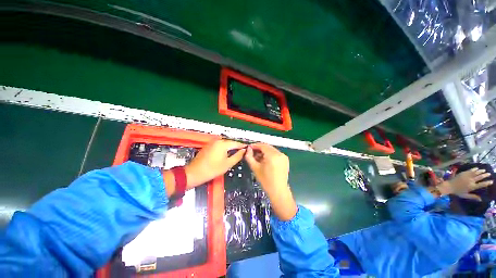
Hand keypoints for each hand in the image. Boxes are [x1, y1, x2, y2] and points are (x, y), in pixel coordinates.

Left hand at [185, 139, 245, 187]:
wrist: (195, 173)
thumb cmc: (212, 169)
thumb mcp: (228, 164)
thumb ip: (238, 156)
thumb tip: (244, 151)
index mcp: (223, 144)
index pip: (236, 143)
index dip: (243, 146)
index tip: (248, 148)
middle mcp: (218, 141)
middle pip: (230, 142)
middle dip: (237, 147)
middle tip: (242, 152)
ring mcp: (212, 143)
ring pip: (225, 144)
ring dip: (231, 148)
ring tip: (236, 154)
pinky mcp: (209, 146)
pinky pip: (220, 145)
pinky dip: (225, 149)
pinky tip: (227, 154)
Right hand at [245, 143, 289, 195]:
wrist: (278, 191)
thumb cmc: (265, 180)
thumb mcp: (255, 168)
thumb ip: (249, 157)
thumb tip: (248, 149)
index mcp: (273, 155)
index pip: (262, 145)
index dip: (255, 145)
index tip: (249, 148)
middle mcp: (280, 154)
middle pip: (267, 147)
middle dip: (259, 148)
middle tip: (252, 152)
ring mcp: (283, 156)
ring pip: (271, 150)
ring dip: (264, 151)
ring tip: (257, 157)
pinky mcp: (285, 159)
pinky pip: (275, 153)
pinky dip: (269, 154)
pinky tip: (264, 160)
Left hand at [437, 168, 492, 196]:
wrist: (449, 186)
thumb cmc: (457, 192)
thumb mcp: (466, 196)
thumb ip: (473, 197)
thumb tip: (481, 200)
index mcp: (472, 187)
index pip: (482, 184)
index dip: (487, 183)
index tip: (491, 181)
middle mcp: (471, 181)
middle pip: (480, 177)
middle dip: (485, 175)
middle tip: (489, 173)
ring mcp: (467, 176)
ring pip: (476, 172)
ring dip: (481, 171)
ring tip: (484, 170)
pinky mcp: (463, 173)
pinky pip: (470, 170)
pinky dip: (474, 169)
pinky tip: (477, 168)